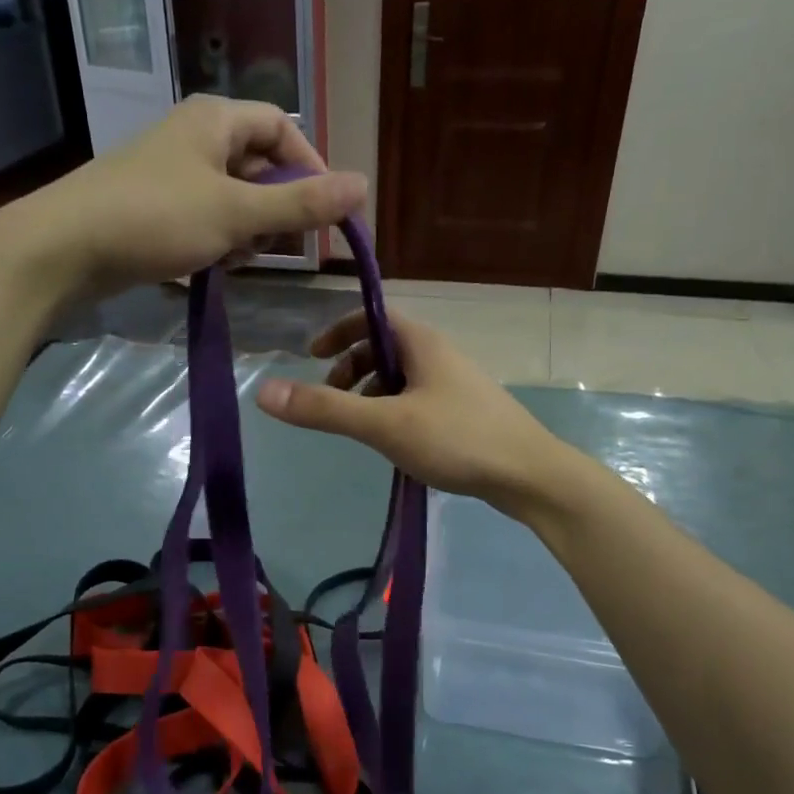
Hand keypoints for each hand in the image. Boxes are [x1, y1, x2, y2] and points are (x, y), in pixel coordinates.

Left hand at [5, 96, 366, 300]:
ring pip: (233, 197)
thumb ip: (300, 205)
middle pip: (258, 165)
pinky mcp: (154, 208)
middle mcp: (195, 137)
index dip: (310, 168)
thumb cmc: (155, 218)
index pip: (282, 130)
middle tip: (276, 244)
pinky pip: (205, 218)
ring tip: (237, 258)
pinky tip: (212, 265)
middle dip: (276, 207)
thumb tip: (363, 185)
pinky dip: (218, 240)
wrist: (65, 248)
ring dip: (247, 230)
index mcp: (215, 120)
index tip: (325, 214)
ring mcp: (171, 173)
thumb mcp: (236, 213)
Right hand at [257, 311, 570, 514]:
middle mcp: (439, 356)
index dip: (338, 331)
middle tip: (330, 402)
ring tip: (359, 429)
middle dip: (350, 370)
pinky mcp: (464, 414)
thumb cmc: (457, 439)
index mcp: (422, 344)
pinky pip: (416, 401)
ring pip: (400, 378)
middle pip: (383, 348)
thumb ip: (325, 410)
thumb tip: (263, 391)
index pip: (371, 316)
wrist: (530, 476)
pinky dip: (393, 413)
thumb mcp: (384, 424)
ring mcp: (454, 386)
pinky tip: (393, 445)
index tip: (311, 357)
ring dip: (370, 395)